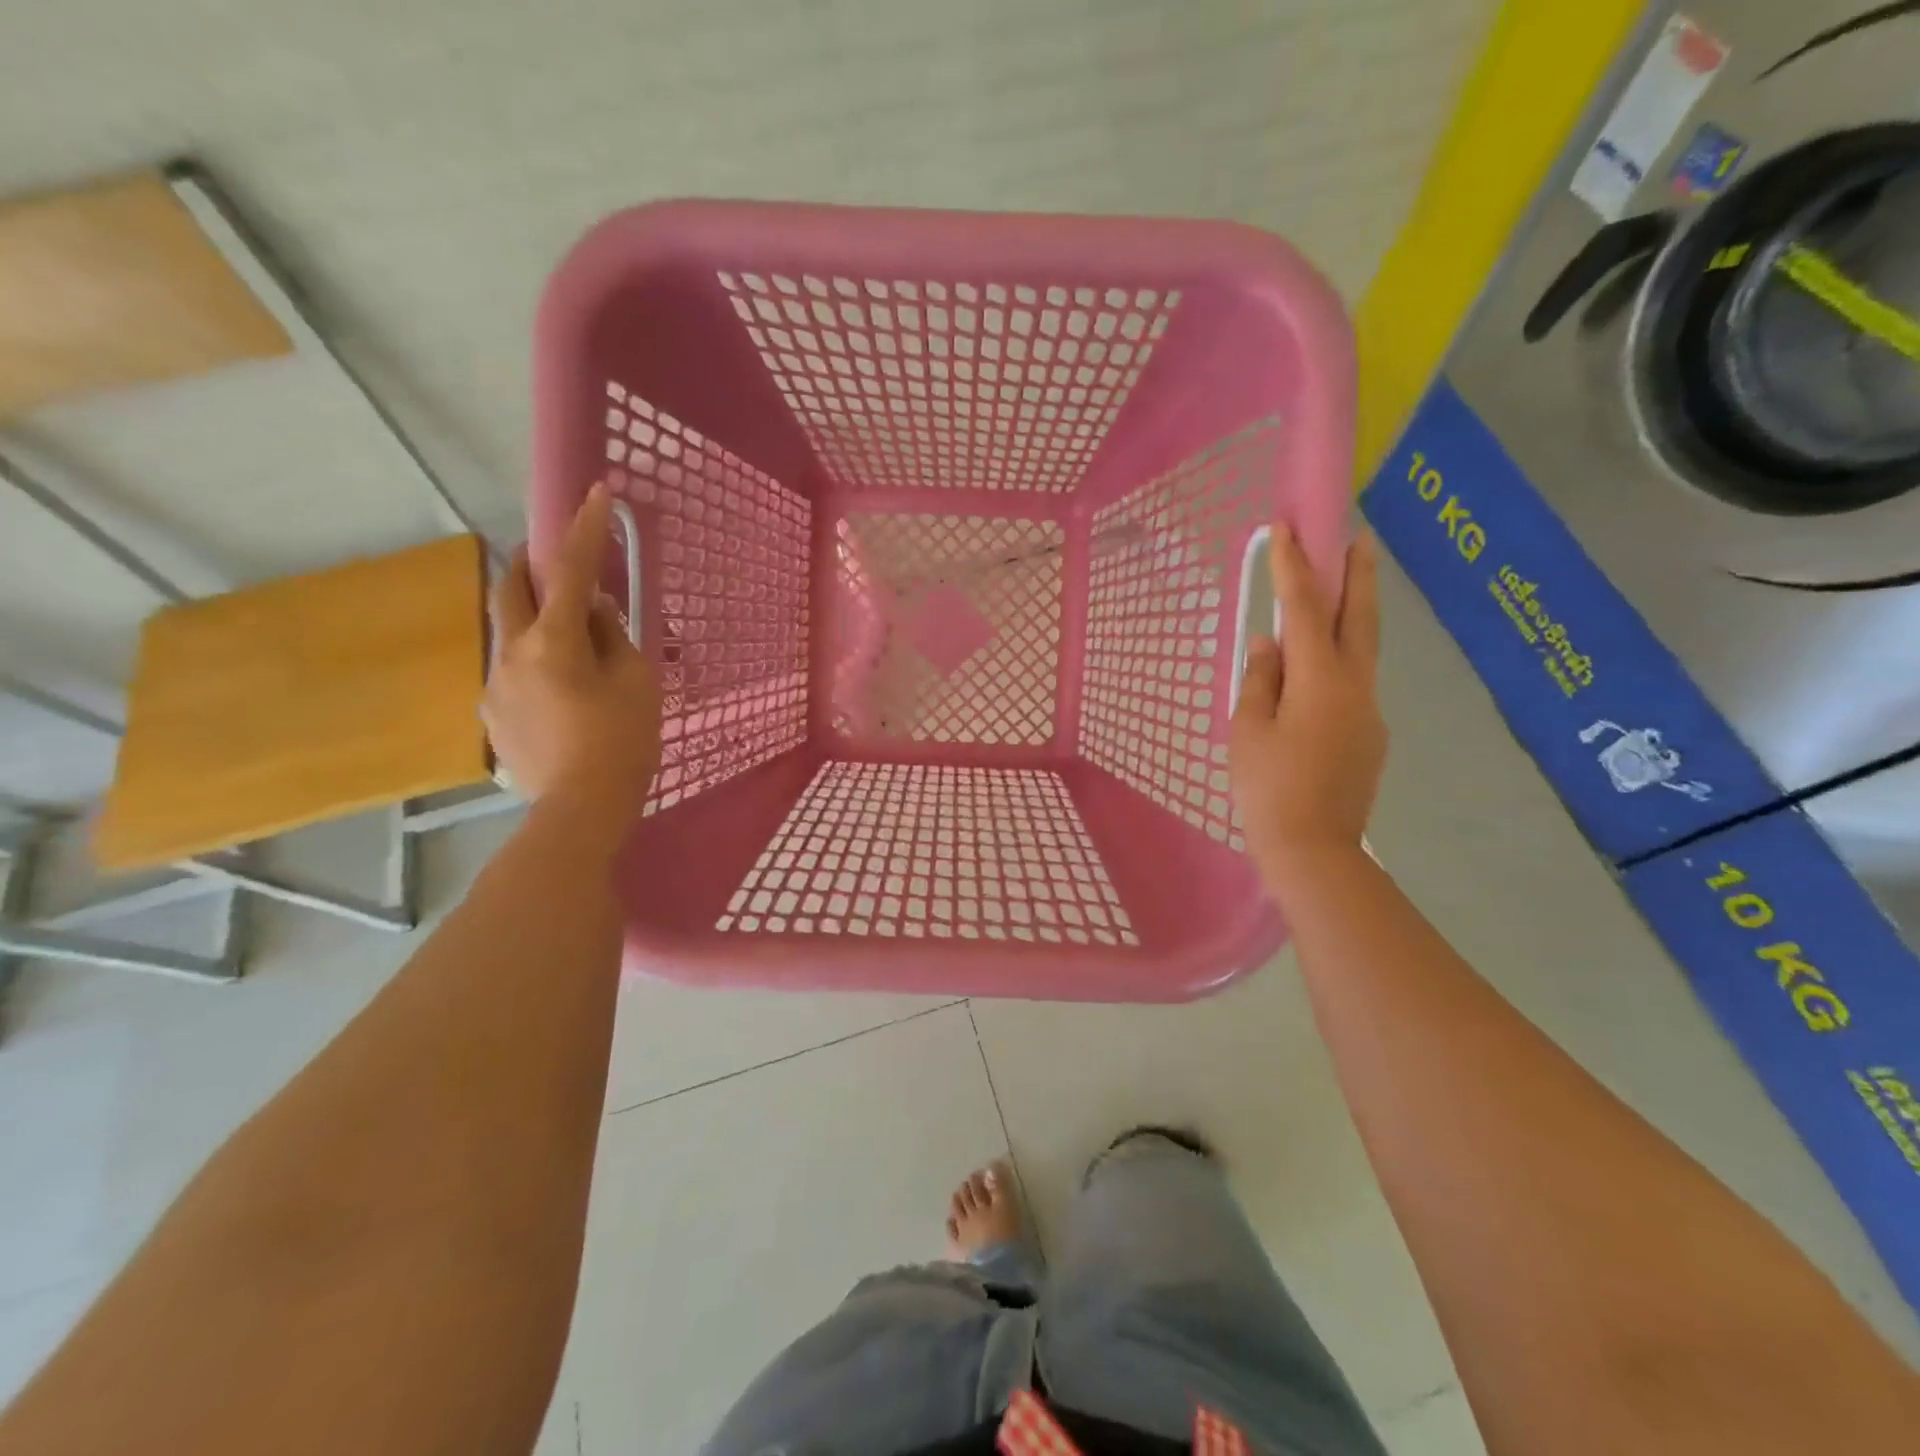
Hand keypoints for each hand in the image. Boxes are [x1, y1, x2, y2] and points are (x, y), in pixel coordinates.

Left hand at [484, 483, 660, 838]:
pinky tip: (560, 693)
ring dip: (533, 620)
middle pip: (509, 589)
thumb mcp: (636, 683)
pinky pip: (512, 671)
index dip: (583, 529)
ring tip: (568, 641)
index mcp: (553, 642)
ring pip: (509, 633)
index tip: (594, 493)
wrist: (581, 808)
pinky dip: (534, 662)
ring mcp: (494, 686)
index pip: (570, 571)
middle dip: (530, 564)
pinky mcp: (492, 716)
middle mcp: (511, 654)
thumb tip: (595, 612)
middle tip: (552, 559)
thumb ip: (613, 638)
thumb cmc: (622, 741)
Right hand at [1230, 527, 1385, 896]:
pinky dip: (1339, 663)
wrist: (1313, 851)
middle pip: (1359, 620)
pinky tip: (1317, 676)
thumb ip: (1260, 681)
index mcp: (1320, 681)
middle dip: (1357, 576)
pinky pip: (1354, 686)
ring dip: (1353, 617)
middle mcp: (1355, 687)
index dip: (1294, 568)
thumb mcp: (1248, 731)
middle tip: (1359, 538)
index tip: (1288, 528)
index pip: (1305, 611)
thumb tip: (1269, 645)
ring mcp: (1369, 713)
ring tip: (1340, 594)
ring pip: (1362, 652)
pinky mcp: (1370, 738)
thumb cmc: (1268, 789)